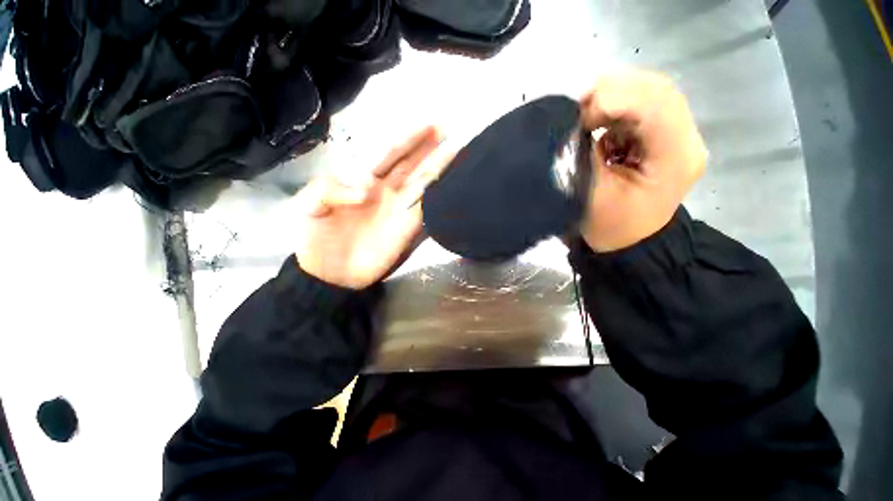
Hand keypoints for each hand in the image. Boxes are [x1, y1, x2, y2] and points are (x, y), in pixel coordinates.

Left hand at [295, 126, 451, 288]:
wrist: (329, 272)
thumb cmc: (315, 237)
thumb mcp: (308, 206)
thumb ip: (329, 189)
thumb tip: (367, 188)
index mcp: (363, 179)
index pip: (389, 153)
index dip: (407, 139)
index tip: (427, 125)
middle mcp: (386, 190)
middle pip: (411, 163)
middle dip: (428, 147)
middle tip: (447, 131)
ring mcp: (399, 208)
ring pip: (422, 183)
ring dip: (438, 168)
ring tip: (456, 152)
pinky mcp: (408, 227)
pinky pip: (425, 207)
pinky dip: (437, 196)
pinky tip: (449, 184)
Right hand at [579, 70, 706, 251]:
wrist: (630, 241)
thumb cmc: (611, 227)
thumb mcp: (593, 195)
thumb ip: (585, 154)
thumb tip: (575, 125)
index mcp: (675, 158)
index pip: (654, 106)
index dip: (613, 100)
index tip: (578, 117)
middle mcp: (687, 139)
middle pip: (657, 90)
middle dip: (613, 90)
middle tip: (579, 107)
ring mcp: (680, 134)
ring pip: (652, 91)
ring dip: (615, 94)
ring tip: (586, 111)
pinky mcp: (666, 135)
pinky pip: (645, 103)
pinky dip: (618, 104)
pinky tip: (599, 118)